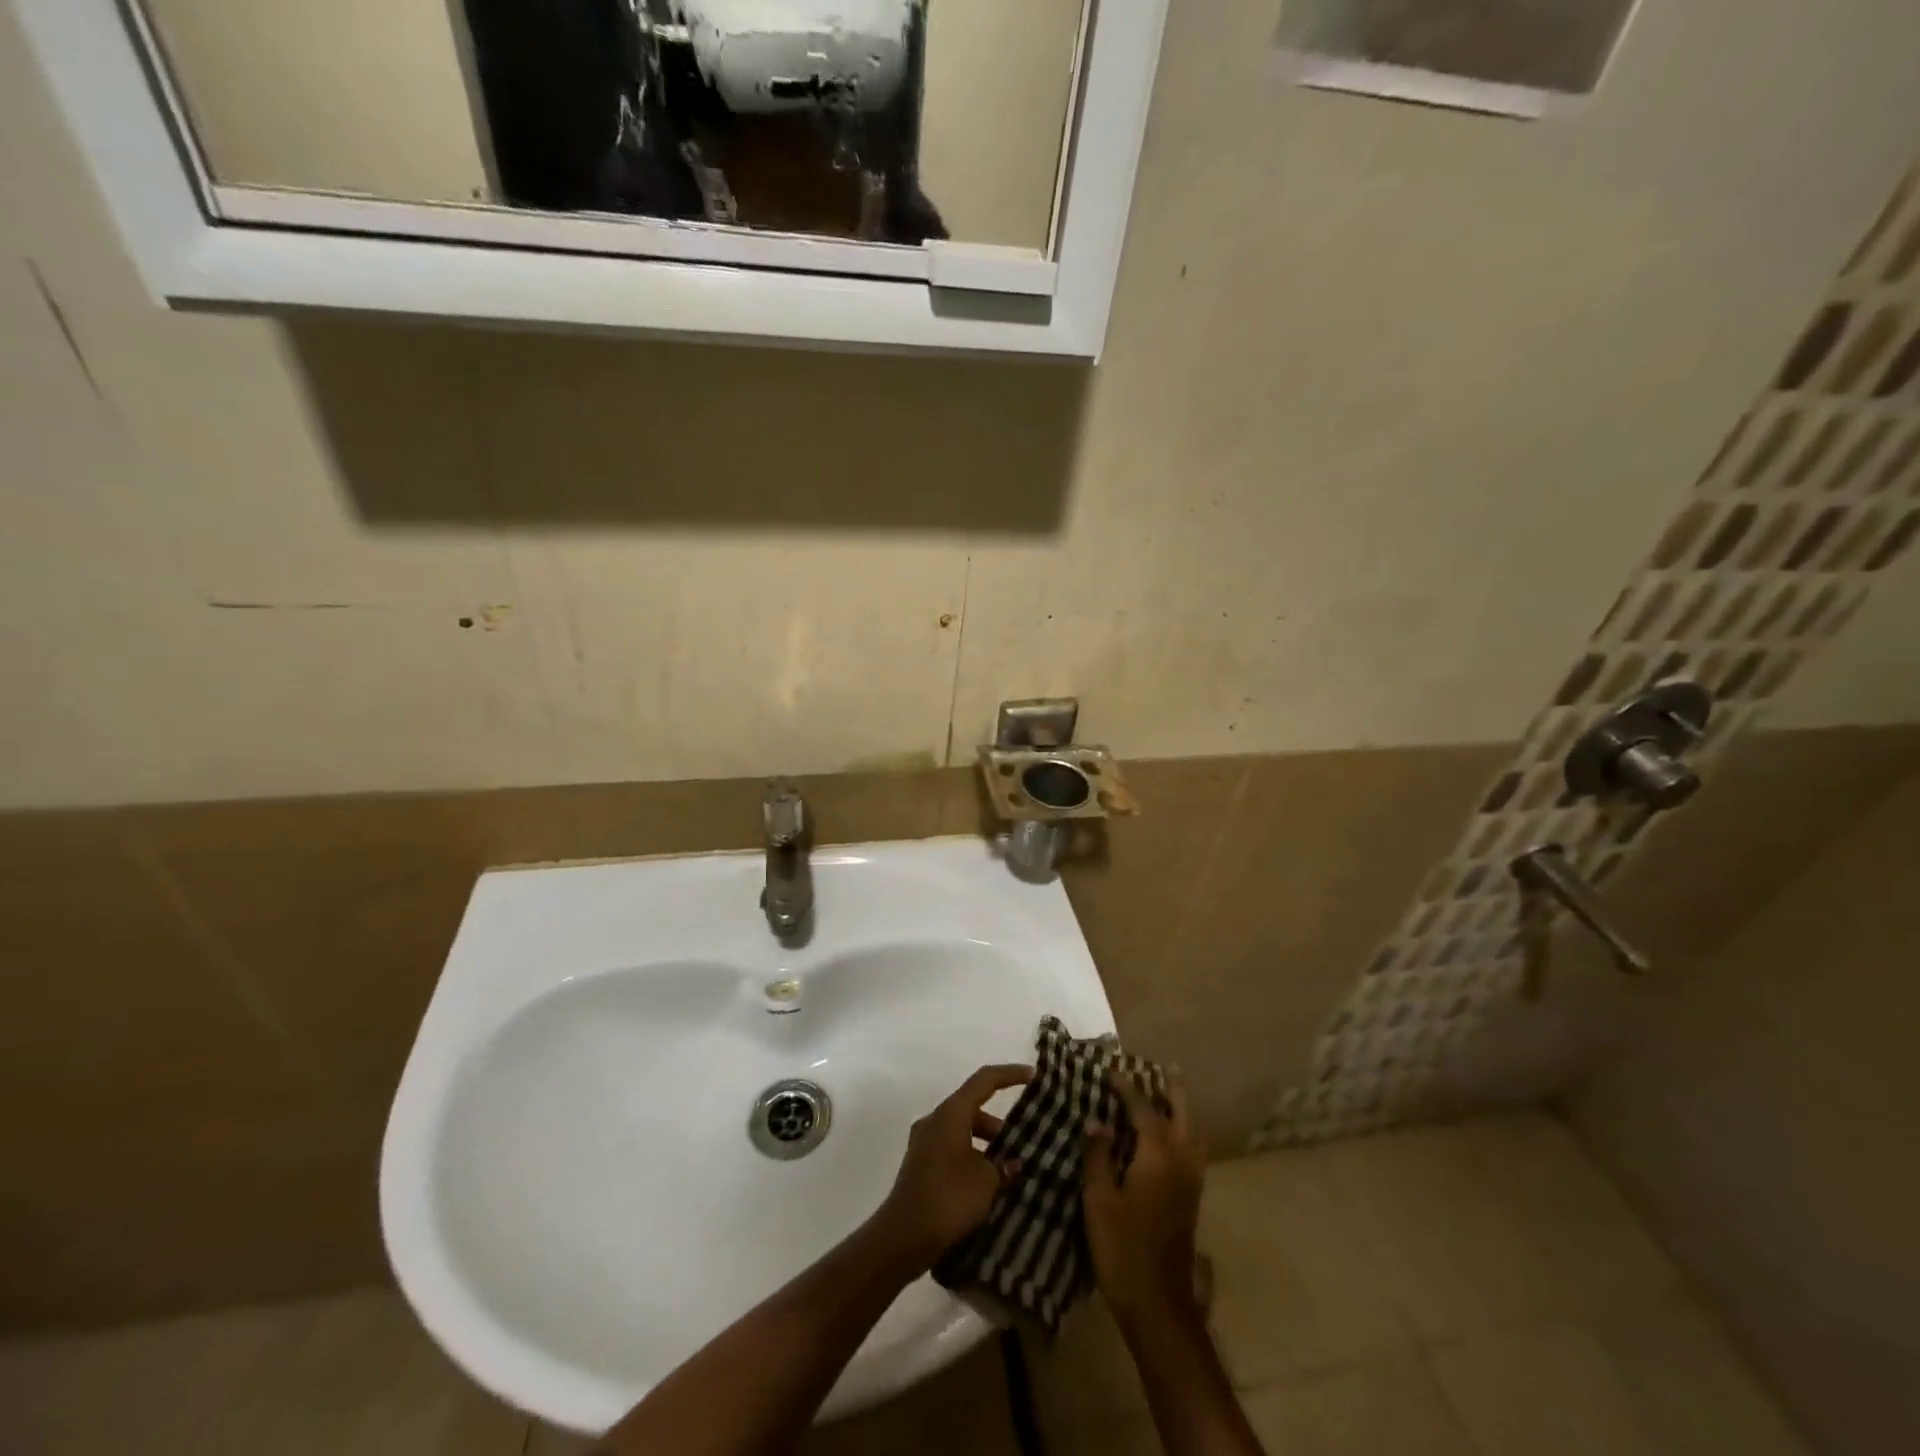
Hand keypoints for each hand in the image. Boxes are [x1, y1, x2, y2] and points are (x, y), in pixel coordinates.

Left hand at [874, 1063, 1030, 1267]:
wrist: (903, 1236)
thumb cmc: (948, 1198)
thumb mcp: (986, 1182)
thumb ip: (1004, 1167)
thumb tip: (1014, 1164)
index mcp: (951, 1113)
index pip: (984, 1080)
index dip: (1010, 1074)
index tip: (1033, 1076)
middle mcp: (935, 1120)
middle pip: (973, 1108)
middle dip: (1000, 1124)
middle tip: (1026, 1141)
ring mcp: (924, 1142)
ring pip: (963, 1131)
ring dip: (987, 1144)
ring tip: (1011, 1169)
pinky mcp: (920, 1165)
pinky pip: (952, 1149)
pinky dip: (972, 1157)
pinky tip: (988, 1185)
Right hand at [1083, 1068, 1205, 1326]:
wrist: (1159, 1303)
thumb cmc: (1123, 1247)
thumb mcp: (1099, 1200)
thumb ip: (1098, 1156)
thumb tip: (1096, 1122)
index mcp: (1158, 1154)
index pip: (1142, 1108)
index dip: (1126, 1088)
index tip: (1110, 1071)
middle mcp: (1181, 1159)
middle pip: (1182, 1112)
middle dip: (1172, 1088)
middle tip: (1161, 1067)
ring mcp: (1191, 1180)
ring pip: (1193, 1130)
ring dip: (1182, 1107)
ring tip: (1168, 1092)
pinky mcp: (1192, 1198)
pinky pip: (1192, 1148)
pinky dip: (1184, 1129)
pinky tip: (1170, 1134)